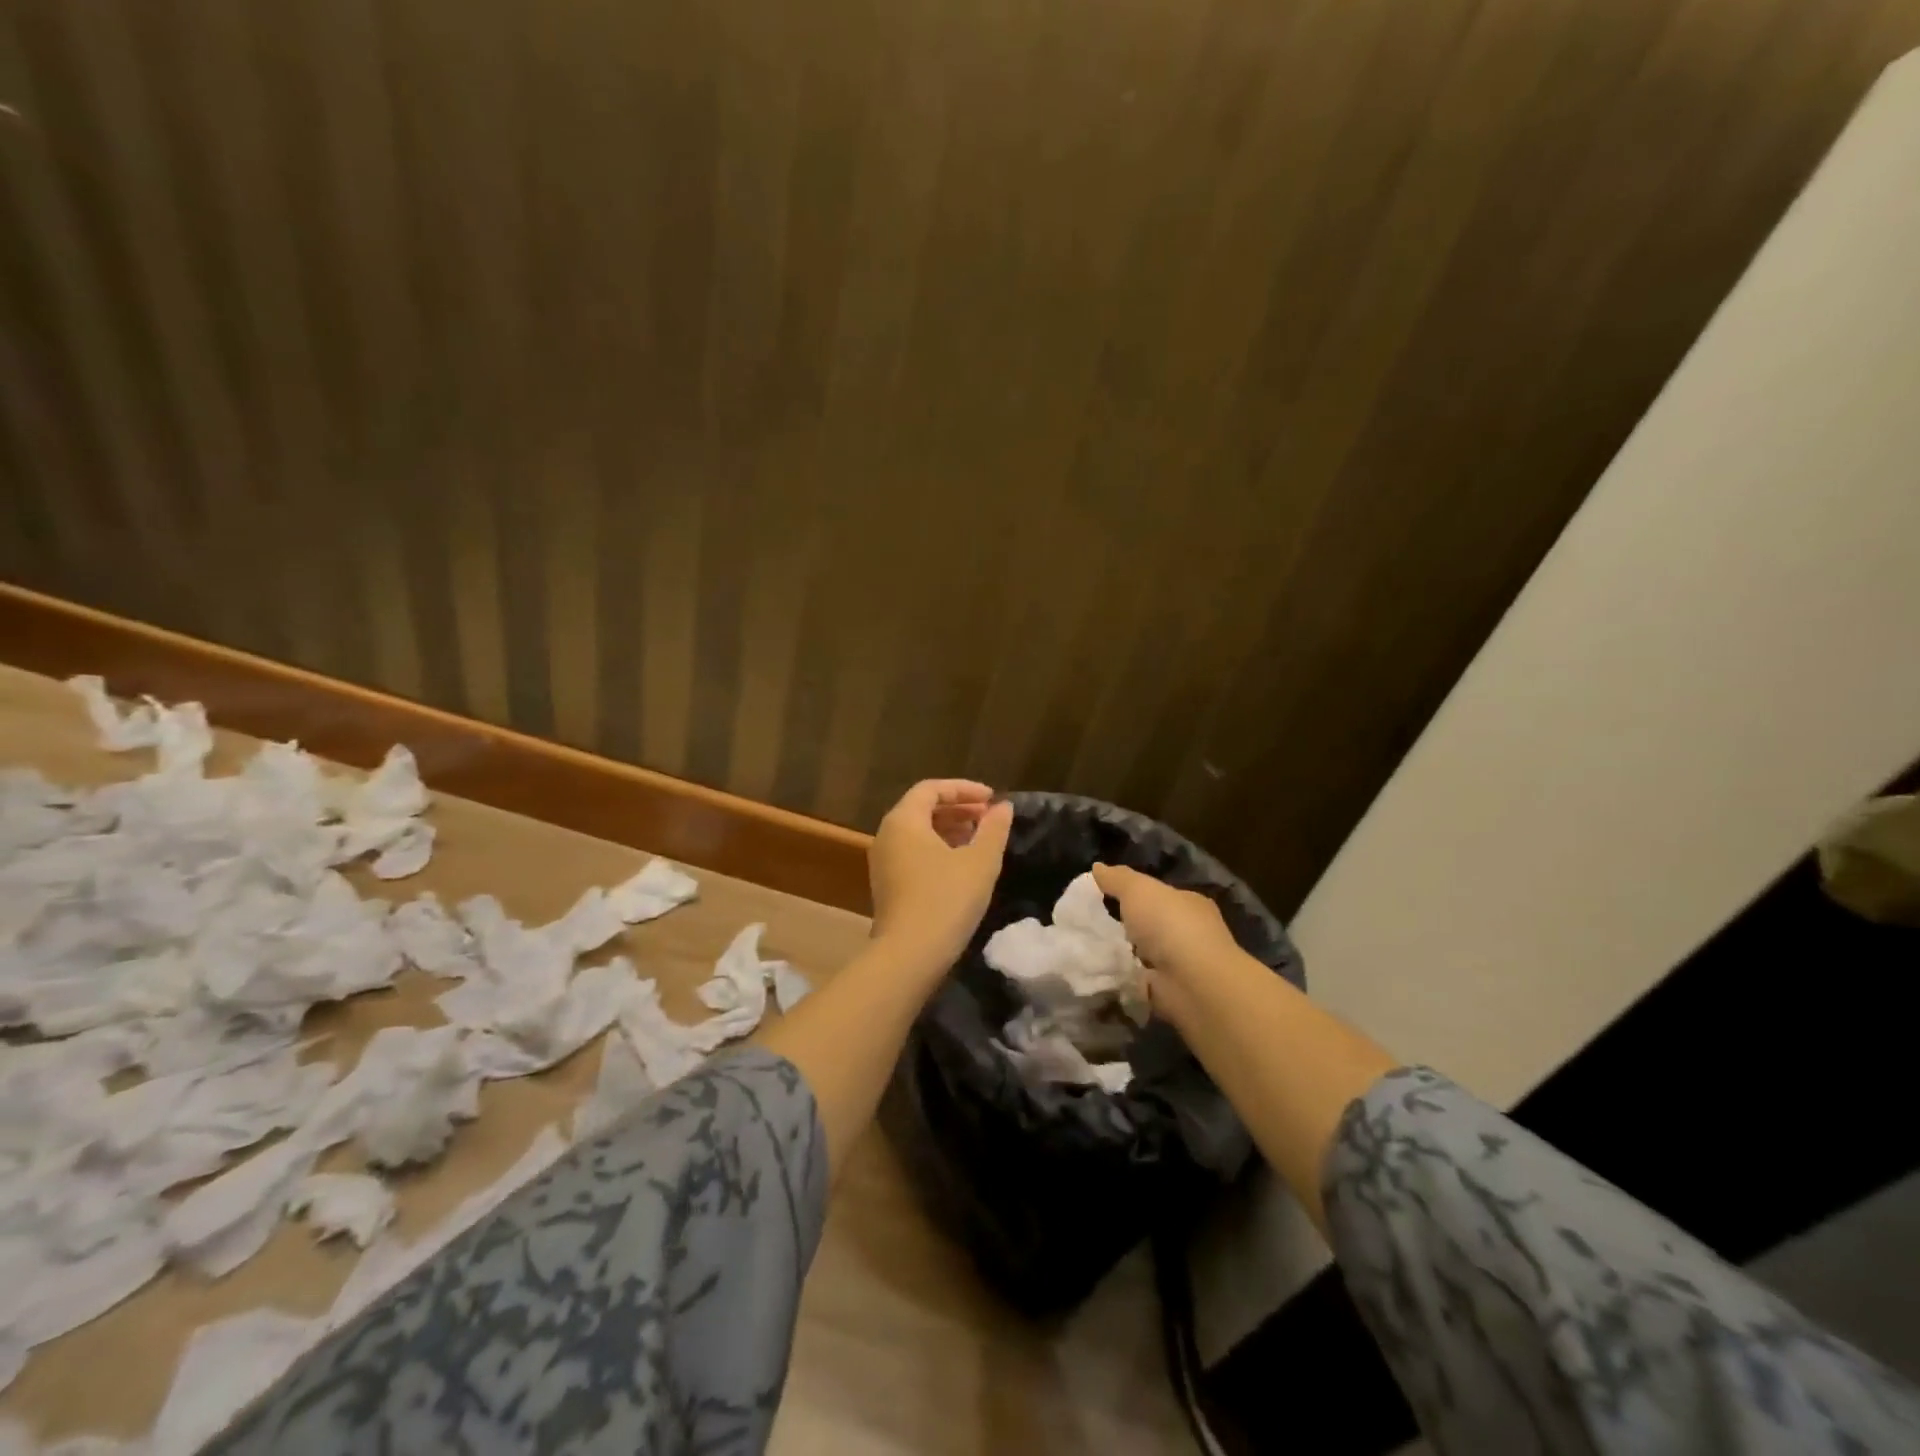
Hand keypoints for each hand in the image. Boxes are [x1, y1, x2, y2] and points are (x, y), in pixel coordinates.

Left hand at [869, 780, 1013, 971]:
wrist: (909, 955)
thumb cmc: (946, 899)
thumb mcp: (980, 861)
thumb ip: (993, 829)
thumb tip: (1003, 807)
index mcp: (903, 820)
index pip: (931, 789)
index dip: (964, 789)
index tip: (992, 799)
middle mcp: (887, 835)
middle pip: (922, 809)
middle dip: (958, 808)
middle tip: (988, 817)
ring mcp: (883, 862)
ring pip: (918, 833)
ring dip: (949, 829)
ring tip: (980, 839)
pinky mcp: (888, 885)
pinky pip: (913, 853)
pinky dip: (938, 849)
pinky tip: (962, 864)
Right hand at [1090, 862, 1243, 979]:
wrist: (1193, 984)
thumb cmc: (1170, 926)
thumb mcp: (1138, 890)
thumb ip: (1118, 879)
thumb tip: (1097, 867)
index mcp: (1189, 904)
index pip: (1160, 895)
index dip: (1135, 895)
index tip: (1105, 898)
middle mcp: (1190, 933)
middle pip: (1152, 926)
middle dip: (1127, 927)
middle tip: (1092, 926)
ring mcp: (1182, 965)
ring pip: (1145, 955)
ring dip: (1123, 955)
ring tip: (1089, 950)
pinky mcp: (1171, 993)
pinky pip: (1139, 981)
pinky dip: (1124, 979)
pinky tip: (1102, 974)